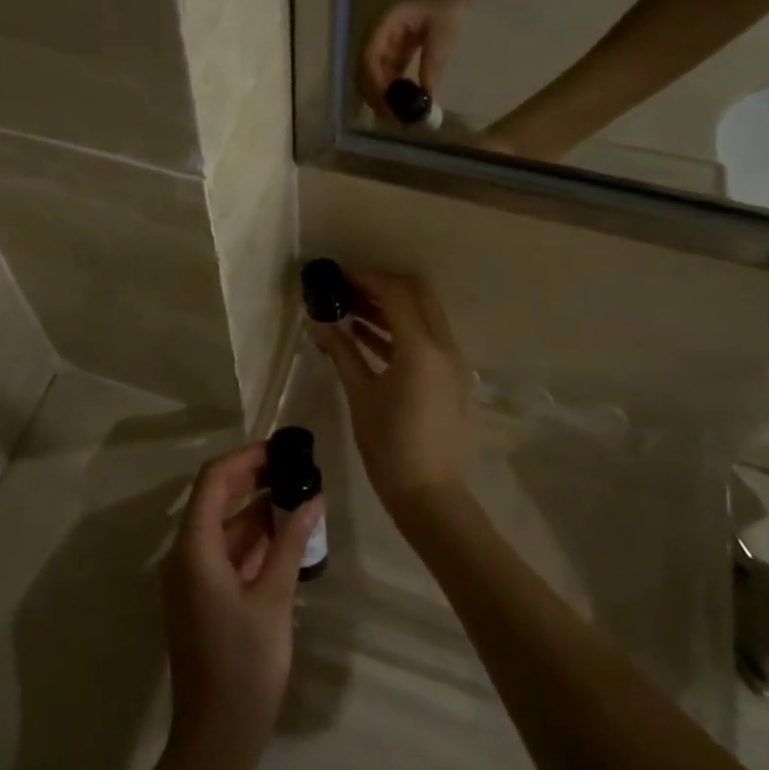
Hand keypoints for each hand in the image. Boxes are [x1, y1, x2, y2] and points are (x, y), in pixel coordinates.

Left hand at [163, 445, 323, 744]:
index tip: (280, 450)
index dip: (244, 460)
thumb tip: (312, 498)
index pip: (212, 481)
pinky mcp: (202, 597)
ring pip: (223, 528)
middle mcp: (185, 556)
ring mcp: (191, 578)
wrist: (216, 738)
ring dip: (257, 512)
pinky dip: (253, 541)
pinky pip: (225, 554)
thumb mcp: (273, 600)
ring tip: (299, 500)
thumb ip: (289, 543)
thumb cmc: (245, 666)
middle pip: (215, 500)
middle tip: (294, 469)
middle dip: (253, 481)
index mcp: (193, 549)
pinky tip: (286, 538)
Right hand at [310, 268, 474, 511]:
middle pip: (417, 293)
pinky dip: (399, 328)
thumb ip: (341, 351)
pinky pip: (425, 336)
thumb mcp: (360, 394)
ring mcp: (451, 360)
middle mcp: (443, 346)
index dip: (366, 278)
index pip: (396, 292)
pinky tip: (365, 334)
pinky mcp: (449, 375)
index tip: (338, 277)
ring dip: (390, 305)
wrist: (428, 492)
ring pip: (423, 313)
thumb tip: (317, 322)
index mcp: (421, 348)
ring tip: (349, 308)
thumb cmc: (388, 444)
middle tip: (347, 289)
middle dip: (382, 284)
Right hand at [358, 0, 471, 119]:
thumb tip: (428, 98)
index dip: (373, 83)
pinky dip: (392, 93)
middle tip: (394, 120)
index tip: (388, 105)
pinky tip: (405, 107)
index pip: (368, 58)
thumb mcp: (444, 32)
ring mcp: (383, 47)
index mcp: (383, 26)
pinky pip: (386, 77)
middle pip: (363, 72)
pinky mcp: (393, 54)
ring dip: (382, 99)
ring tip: (399, 118)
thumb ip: (434, 63)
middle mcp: (377, 38)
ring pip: (372, 78)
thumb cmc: (446, 1)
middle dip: (374, 97)